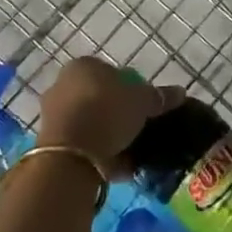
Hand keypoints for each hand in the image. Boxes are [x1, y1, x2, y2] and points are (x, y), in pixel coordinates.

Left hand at [38, 56, 183, 177]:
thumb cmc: (107, 112)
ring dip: (107, 135)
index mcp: (84, 65)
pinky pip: (81, 144)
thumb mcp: (142, 101)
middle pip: (98, 97)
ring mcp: (53, 114)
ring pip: (89, 122)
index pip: (111, 72)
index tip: (143, 106)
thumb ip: (159, 96)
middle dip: (117, 112)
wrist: (70, 155)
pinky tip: (115, 167)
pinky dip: (97, 153)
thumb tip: (181, 92)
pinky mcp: (50, 142)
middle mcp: (63, 84)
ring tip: (128, 152)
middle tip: (136, 128)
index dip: (130, 88)